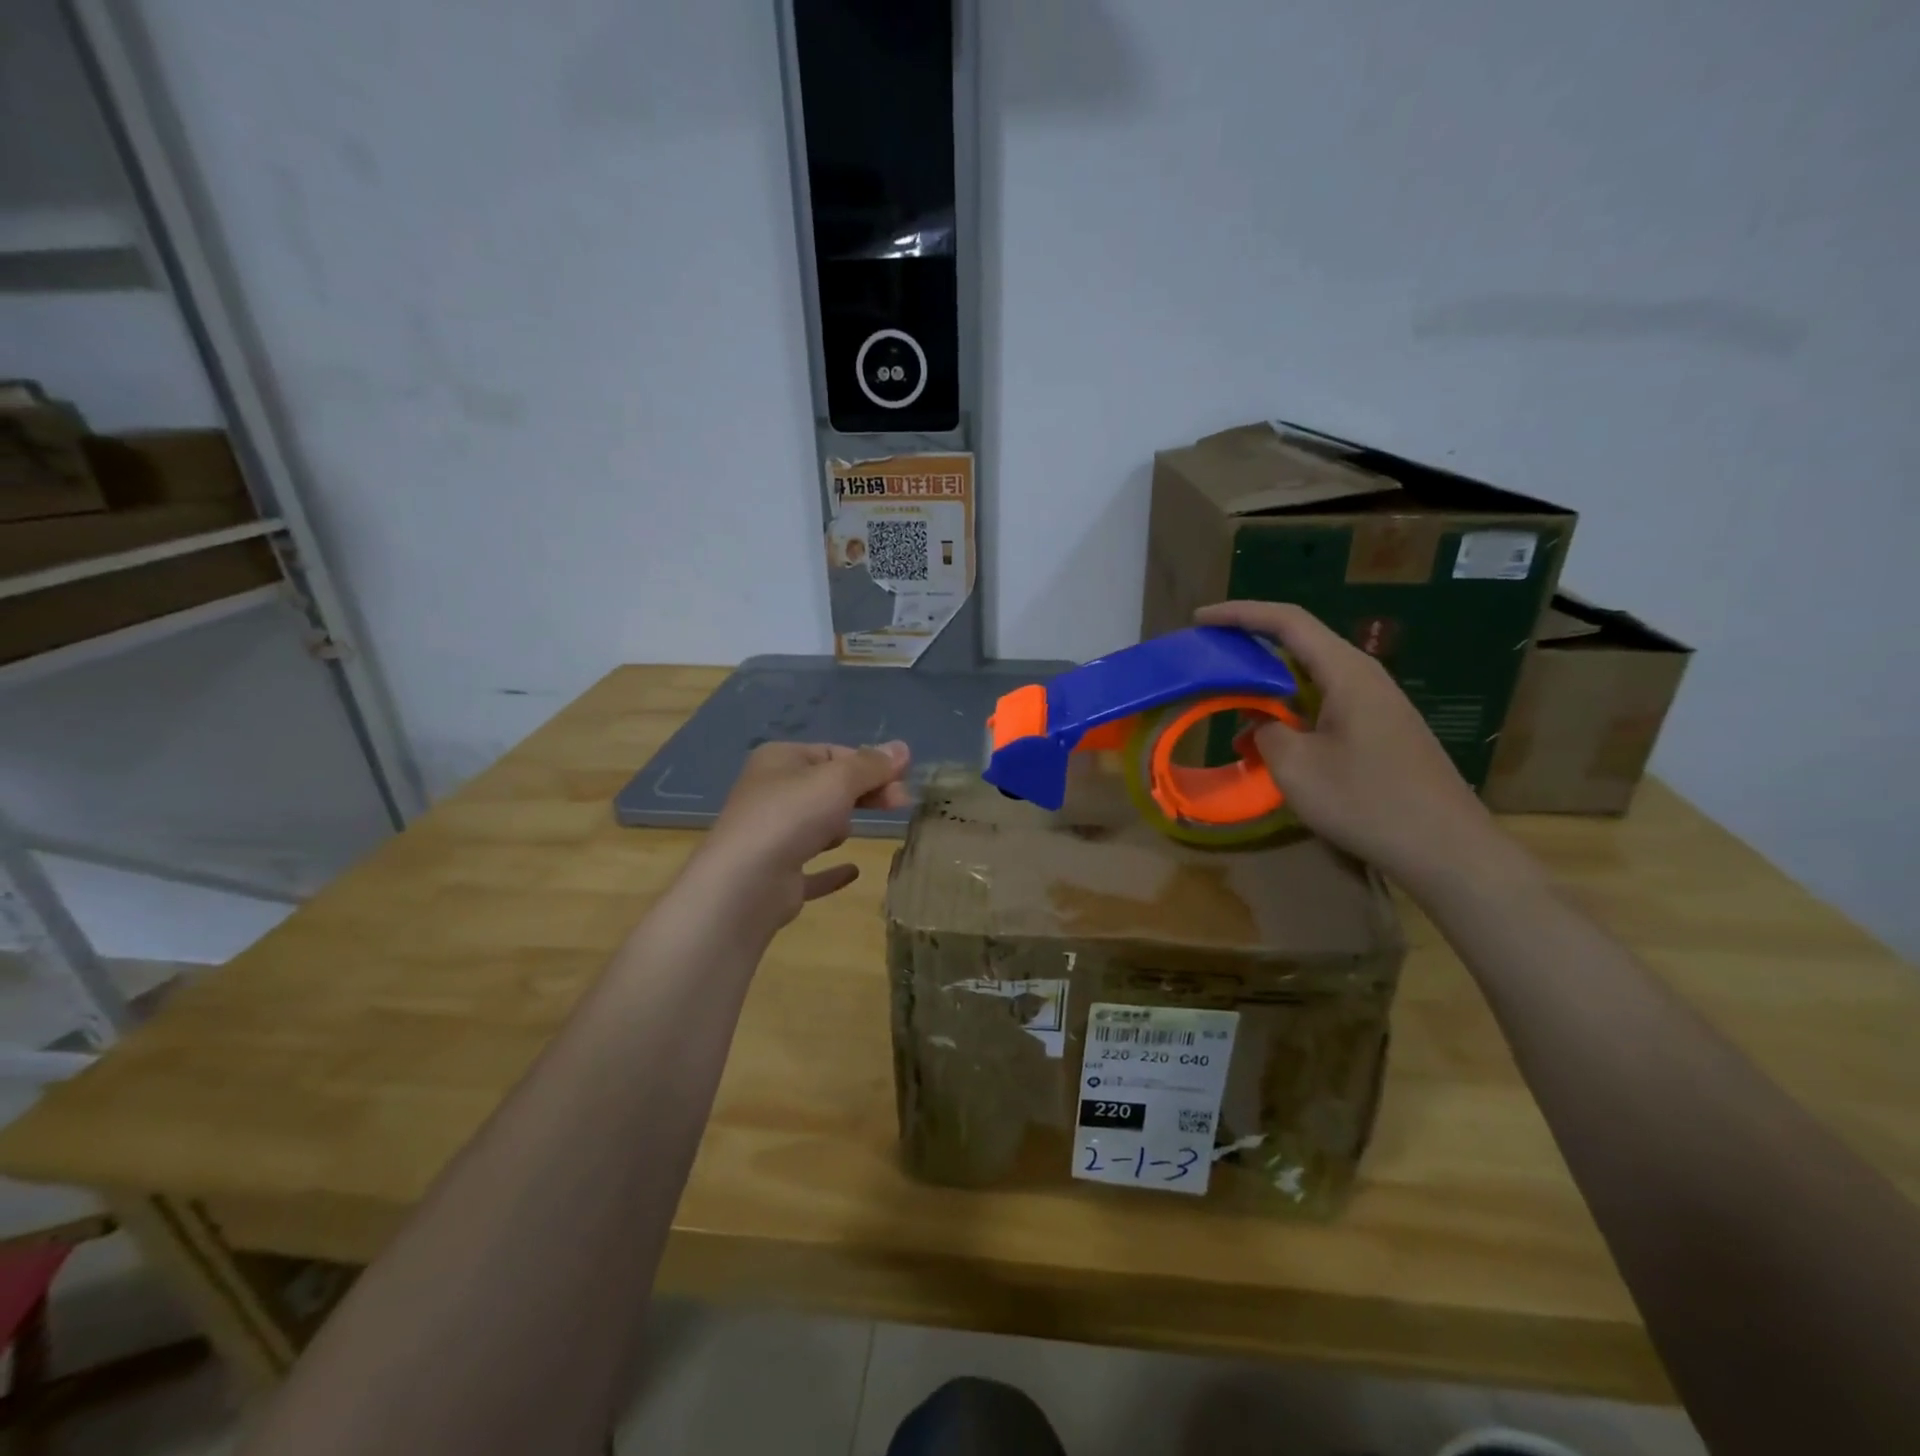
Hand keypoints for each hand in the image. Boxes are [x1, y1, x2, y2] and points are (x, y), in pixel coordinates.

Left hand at [688, 740, 911, 930]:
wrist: (745, 883)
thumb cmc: (792, 816)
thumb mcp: (839, 779)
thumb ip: (872, 765)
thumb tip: (903, 748)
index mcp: (779, 760)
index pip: (834, 753)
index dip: (870, 764)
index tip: (903, 780)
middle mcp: (771, 793)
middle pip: (829, 787)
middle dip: (864, 794)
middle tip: (901, 804)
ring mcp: (770, 836)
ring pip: (816, 824)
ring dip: (838, 827)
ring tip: (844, 836)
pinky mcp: (776, 876)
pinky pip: (812, 868)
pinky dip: (831, 869)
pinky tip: (852, 871)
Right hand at [1195, 601, 1501, 884]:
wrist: (1446, 849)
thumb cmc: (1366, 800)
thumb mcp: (1295, 766)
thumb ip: (1267, 731)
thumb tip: (1262, 723)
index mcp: (1346, 672)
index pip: (1287, 622)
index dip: (1240, 614)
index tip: (1201, 619)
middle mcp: (1364, 678)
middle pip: (1300, 646)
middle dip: (1251, 649)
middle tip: (1210, 660)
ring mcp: (1376, 706)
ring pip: (1311, 682)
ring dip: (1268, 691)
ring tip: (1231, 711)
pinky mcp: (1380, 733)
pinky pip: (1324, 708)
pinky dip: (1290, 716)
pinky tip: (1269, 747)